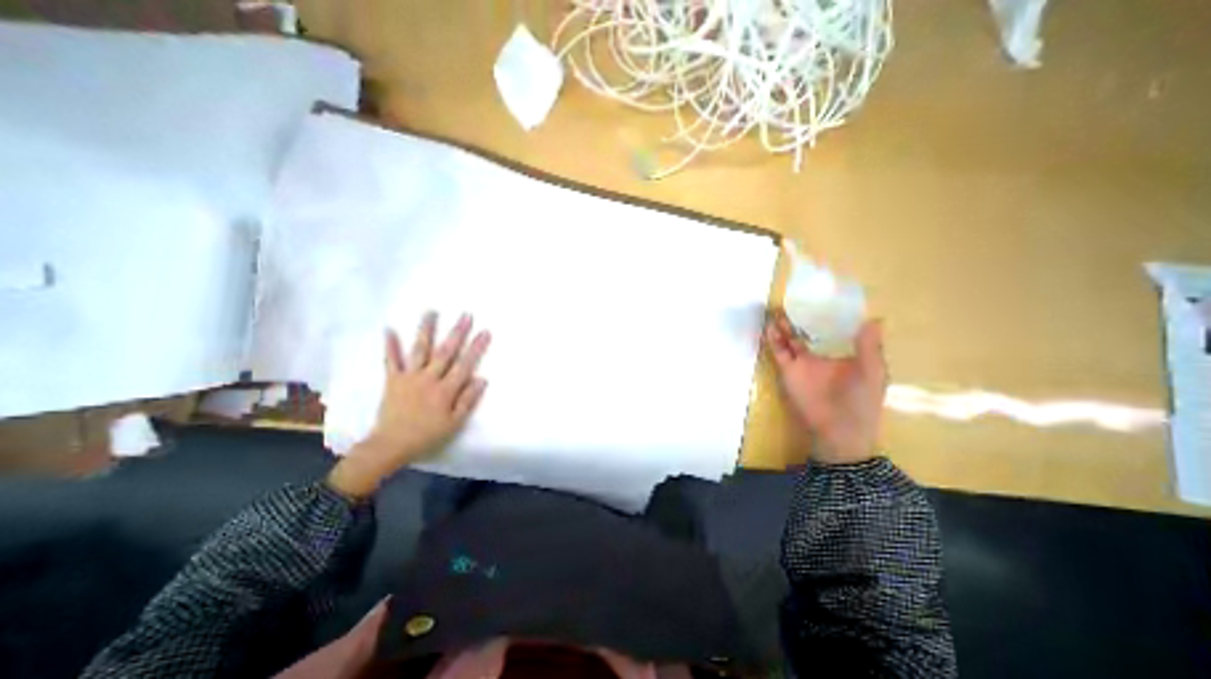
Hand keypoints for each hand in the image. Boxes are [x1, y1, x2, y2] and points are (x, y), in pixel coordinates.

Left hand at [329, 312, 488, 496]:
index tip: (485, 331)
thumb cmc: (427, 435)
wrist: (390, 445)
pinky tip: (389, 329)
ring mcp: (409, 377)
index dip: (476, 347)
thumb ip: (468, 400)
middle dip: (457, 332)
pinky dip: (390, 345)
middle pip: (446, 352)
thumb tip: (482, 379)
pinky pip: (391, 361)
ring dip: (426, 330)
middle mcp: (429, 378)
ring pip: (420, 350)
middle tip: (465, 315)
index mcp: (446, 390)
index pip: (465, 364)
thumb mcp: (454, 422)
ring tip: (431, 312)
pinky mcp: (393, 380)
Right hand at [765, 310, 886, 461]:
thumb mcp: (872, 372)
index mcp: (841, 355)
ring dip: (783, 326)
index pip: (831, 331)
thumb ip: (870, 347)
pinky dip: (773, 340)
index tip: (820, 298)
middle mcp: (818, 357)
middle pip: (805, 333)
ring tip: (777, 310)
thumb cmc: (861, 401)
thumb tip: (873, 318)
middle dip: (798, 319)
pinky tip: (770, 327)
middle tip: (791, 300)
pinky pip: (778, 352)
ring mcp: (801, 364)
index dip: (824, 316)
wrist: (839, 429)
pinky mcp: (788, 371)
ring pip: (788, 340)